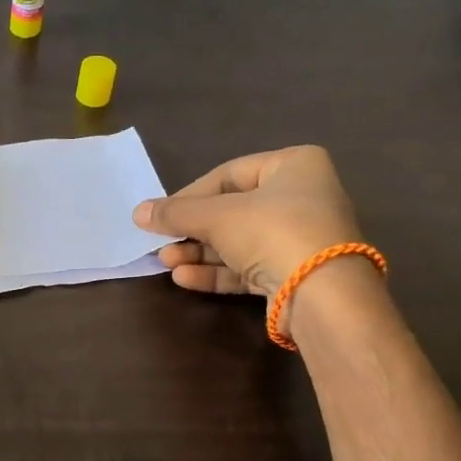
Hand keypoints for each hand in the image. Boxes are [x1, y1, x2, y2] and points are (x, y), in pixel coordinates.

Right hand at [133, 146, 361, 296]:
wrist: (322, 294)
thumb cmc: (273, 232)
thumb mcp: (217, 216)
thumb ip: (176, 213)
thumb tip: (138, 213)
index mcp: (294, 166)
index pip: (229, 174)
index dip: (190, 194)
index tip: (162, 214)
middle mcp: (301, 198)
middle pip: (232, 210)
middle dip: (192, 229)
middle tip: (160, 242)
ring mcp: (299, 239)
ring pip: (238, 241)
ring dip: (199, 252)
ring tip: (166, 262)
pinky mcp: (294, 274)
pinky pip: (248, 267)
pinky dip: (217, 271)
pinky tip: (184, 278)